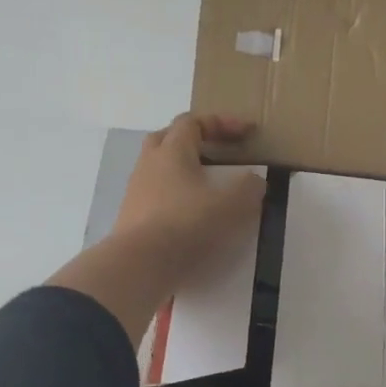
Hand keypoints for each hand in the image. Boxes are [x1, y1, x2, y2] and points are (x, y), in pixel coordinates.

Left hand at [49, 114, 265, 346]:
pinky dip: (175, 201)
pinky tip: (191, 219)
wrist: (140, 265)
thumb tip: (253, 181)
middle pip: (168, 139)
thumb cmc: (187, 225)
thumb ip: (248, 188)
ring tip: (207, 192)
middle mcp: (149, 165)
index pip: (193, 121)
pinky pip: (156, 199)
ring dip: (183, 174)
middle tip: (217, 155)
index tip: (246, 132)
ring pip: (160, 171)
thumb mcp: (232, 205)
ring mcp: (136, 192)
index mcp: (172, 151)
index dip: (221, 122)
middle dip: (194, 142)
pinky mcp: (132, 219)